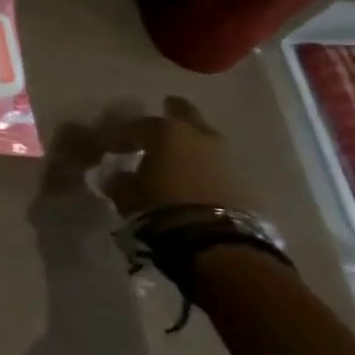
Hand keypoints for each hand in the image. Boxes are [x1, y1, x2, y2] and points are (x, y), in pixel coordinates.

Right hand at [96, 96, 262, 220]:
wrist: (215, 241)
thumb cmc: (160, 206)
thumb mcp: (127, 194)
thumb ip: (120, 181)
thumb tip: (118, 176)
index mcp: (166, 131)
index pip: (137, 126)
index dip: (121, 137)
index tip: (110, 149)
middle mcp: (199, 135)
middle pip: (185, 115)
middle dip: (173, 113)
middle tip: (163, 113)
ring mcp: (226, 156)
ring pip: (204, 140)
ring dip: (191, 144)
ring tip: (177, 157)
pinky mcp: (244, 181)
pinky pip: (217, 166)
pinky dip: (204, 168)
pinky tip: (194, 180)